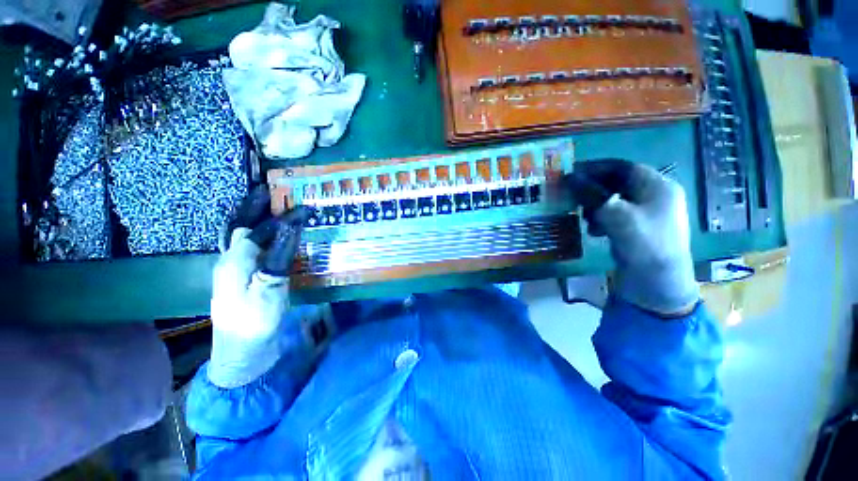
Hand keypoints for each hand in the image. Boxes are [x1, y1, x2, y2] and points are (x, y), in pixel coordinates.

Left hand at [208, 186, 310, 387]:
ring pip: (242, 237)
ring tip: (270, 208)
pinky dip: (260, 238)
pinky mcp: (245, 280)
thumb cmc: (255, 322)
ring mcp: (235, 271)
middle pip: (241, 226)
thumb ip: (276, 256)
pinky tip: (271, 238)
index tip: (305, 208)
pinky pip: (251, 250)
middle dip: (253, 207)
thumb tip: (287, 227)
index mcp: (234, 260)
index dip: (281, 217)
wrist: (242, 354)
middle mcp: (230, 260)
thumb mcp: (269, 288)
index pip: (258, 229)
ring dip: (255, 220)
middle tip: (269, 191)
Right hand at [567, 159, 698, 315]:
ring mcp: (647, 213)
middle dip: (593, 190)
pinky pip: (616, 215)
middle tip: (573, 197)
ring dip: (596, 206)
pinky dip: (602, 219)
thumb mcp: (616, 215)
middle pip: (617, 183)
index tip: (572, 173)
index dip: (596, 168)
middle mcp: (655, 196)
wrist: (658, 283)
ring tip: (586, 219)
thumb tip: (570, 177)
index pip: (622, 167)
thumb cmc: (643, 243)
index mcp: (657, 186)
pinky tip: (595, 231)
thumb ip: (592, 194)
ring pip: (614, 200)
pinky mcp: (638, 229)